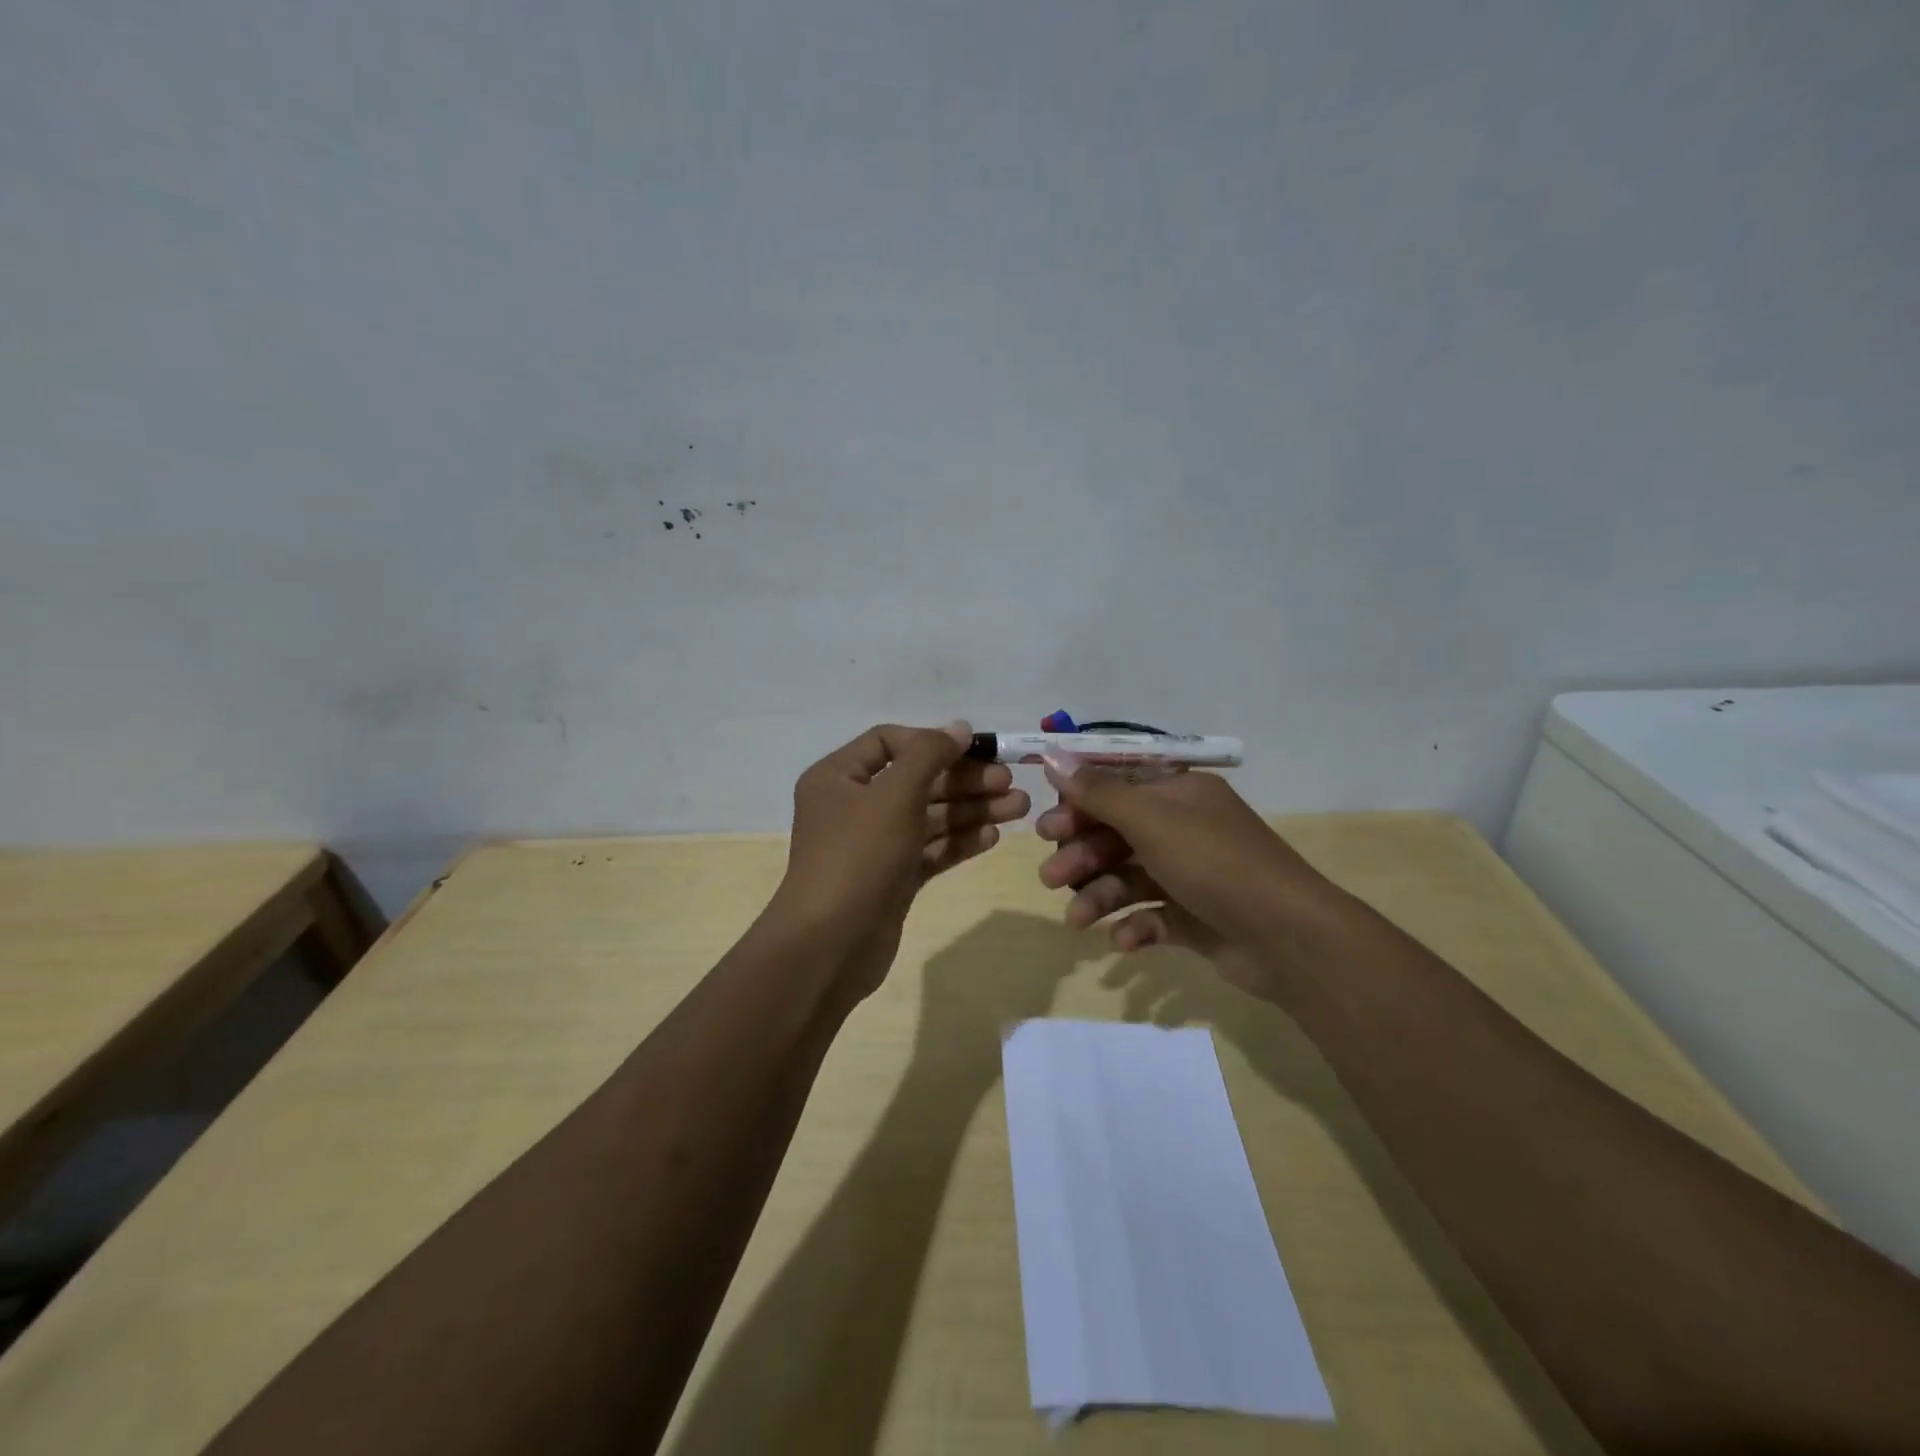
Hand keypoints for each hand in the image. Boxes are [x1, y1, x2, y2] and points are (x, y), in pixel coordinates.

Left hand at [770, 722, 1029, 1000]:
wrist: (831, 945)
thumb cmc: (859, 856)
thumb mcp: (894, 794)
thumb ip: (929, 755)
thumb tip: (959, 727)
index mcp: (839, 777)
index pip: (889, 741)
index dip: (932, 742)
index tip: (975, 750)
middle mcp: (854, 806)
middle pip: (917, 780)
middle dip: (965, 781)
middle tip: (1011, 784)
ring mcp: (874, 845)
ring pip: (929, 817)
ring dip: (972, 810)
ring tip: (1020, 809)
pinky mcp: (892, 878)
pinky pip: (929, 850)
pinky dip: (959, 841)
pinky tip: (993, 836)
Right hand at [1035, 761, 1331, 1001]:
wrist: (1288, 937)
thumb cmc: (1214, 863)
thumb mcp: (1151, 820)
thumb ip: (1098, 792)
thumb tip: (1052, 756)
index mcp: (1179, 794)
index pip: (1117, 788)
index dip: (1078, 805)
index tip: (1046, 827)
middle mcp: (1185, 828)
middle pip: (1117, 835)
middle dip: (1082, 855)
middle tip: (1052, 877)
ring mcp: (1191, 874)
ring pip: (1129, 877)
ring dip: (1099, 896)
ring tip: (1077, 920)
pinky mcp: (1196, 917)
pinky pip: (1152, 915)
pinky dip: (1133, 926)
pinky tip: (1122, 941)